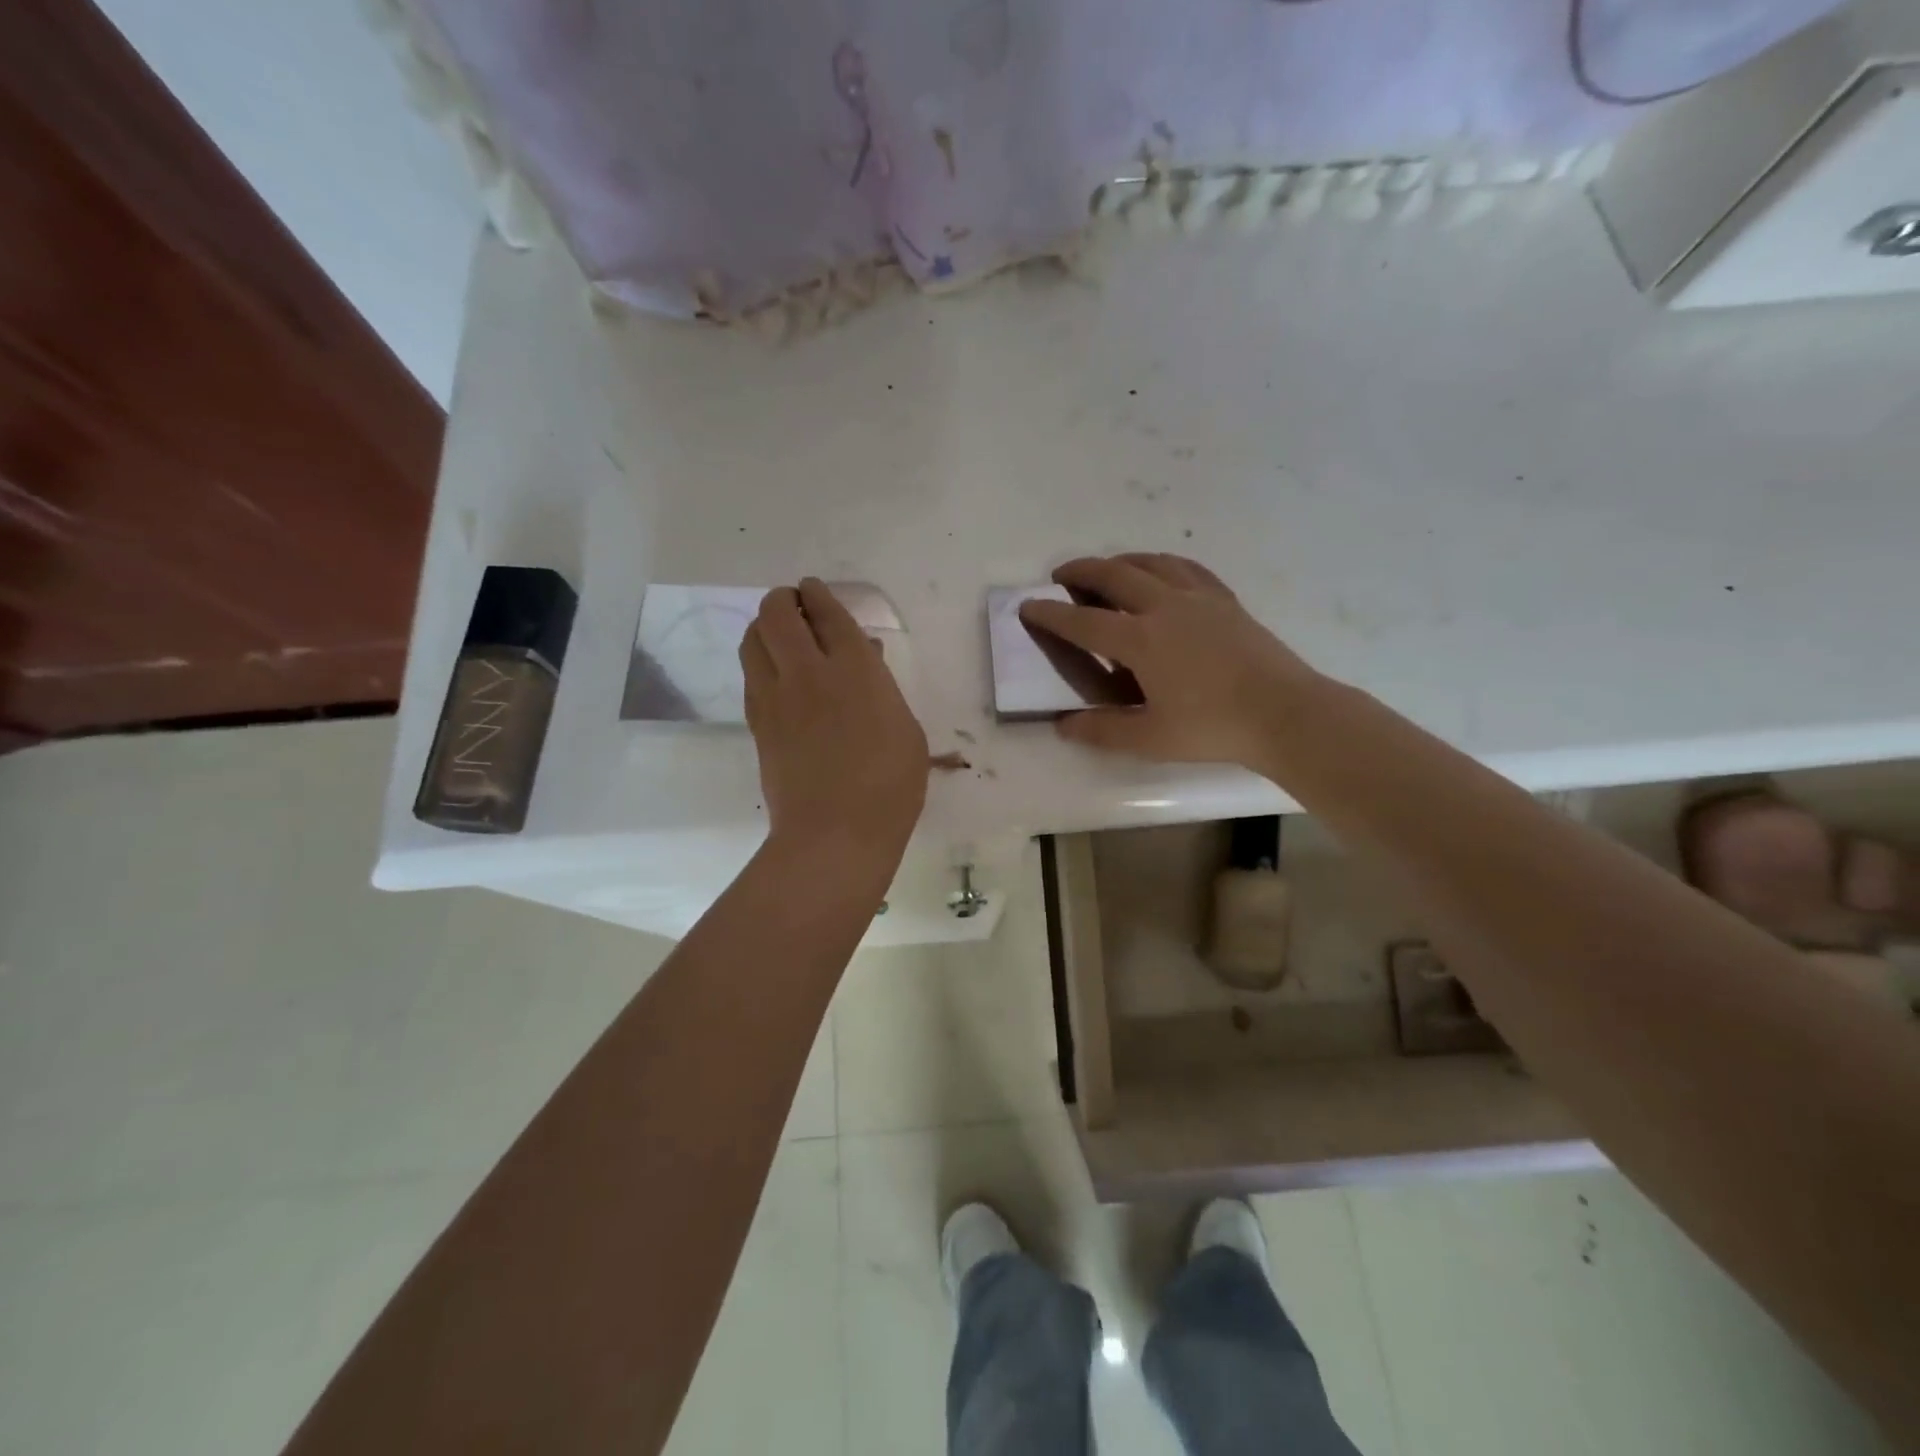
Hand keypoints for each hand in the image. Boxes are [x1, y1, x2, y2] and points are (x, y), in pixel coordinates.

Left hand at [742, 579, 928, 865]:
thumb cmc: (889, 786)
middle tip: (793, 604)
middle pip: (778, 613)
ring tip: (777, 633)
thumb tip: (864, 657)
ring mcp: (776, 697)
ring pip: (753, 639)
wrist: (835, 833)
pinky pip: (750, 675)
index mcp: (855, 669)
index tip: (813, 589)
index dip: (818, 593)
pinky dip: (758, 660)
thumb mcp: (906, 730)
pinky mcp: (757, 722)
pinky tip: (772, 671)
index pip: (827, 612)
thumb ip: (882, 686)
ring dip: (763, 626)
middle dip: (783, 599)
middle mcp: (809, 671)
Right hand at [1019, 554, 1319, 767]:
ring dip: (1120, 561)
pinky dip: (1163, 564)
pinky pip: (1187, 568)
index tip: (1029, 606)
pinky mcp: (1226, 600)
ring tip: (1106, 569)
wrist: (1285, 712)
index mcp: (1140, 640)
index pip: (1083, 622)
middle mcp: (1164, 607)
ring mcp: (1199, 598)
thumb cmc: (1213, 727)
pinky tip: (1162, 572)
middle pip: (1114, 576)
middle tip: (1061, 575)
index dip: (1051, 614)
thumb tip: (1063, 725)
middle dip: (1081, 571)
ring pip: (1151, 563)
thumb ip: (1102, 730)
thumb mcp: (1150, 738)